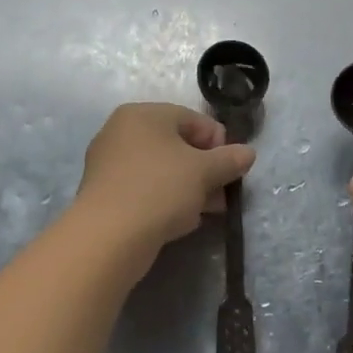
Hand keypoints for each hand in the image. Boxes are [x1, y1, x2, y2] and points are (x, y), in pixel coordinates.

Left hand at [74, 103, 255, 272]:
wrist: (107, 238)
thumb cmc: (159, 189)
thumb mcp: (204, 172)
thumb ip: (230, 159)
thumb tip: (248, 153)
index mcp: (143, 114)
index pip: (193, 120)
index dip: (219, 144)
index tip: (231, 170)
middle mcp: (121, 131)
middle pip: (177, 145)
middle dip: (205, 170)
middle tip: (221, 195)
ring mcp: (109, 163)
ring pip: (161, 169)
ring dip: (189, 188)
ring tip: (206, 212)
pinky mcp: (104, 193)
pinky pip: (144, 188)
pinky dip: (164, 200)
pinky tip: (179, 221)